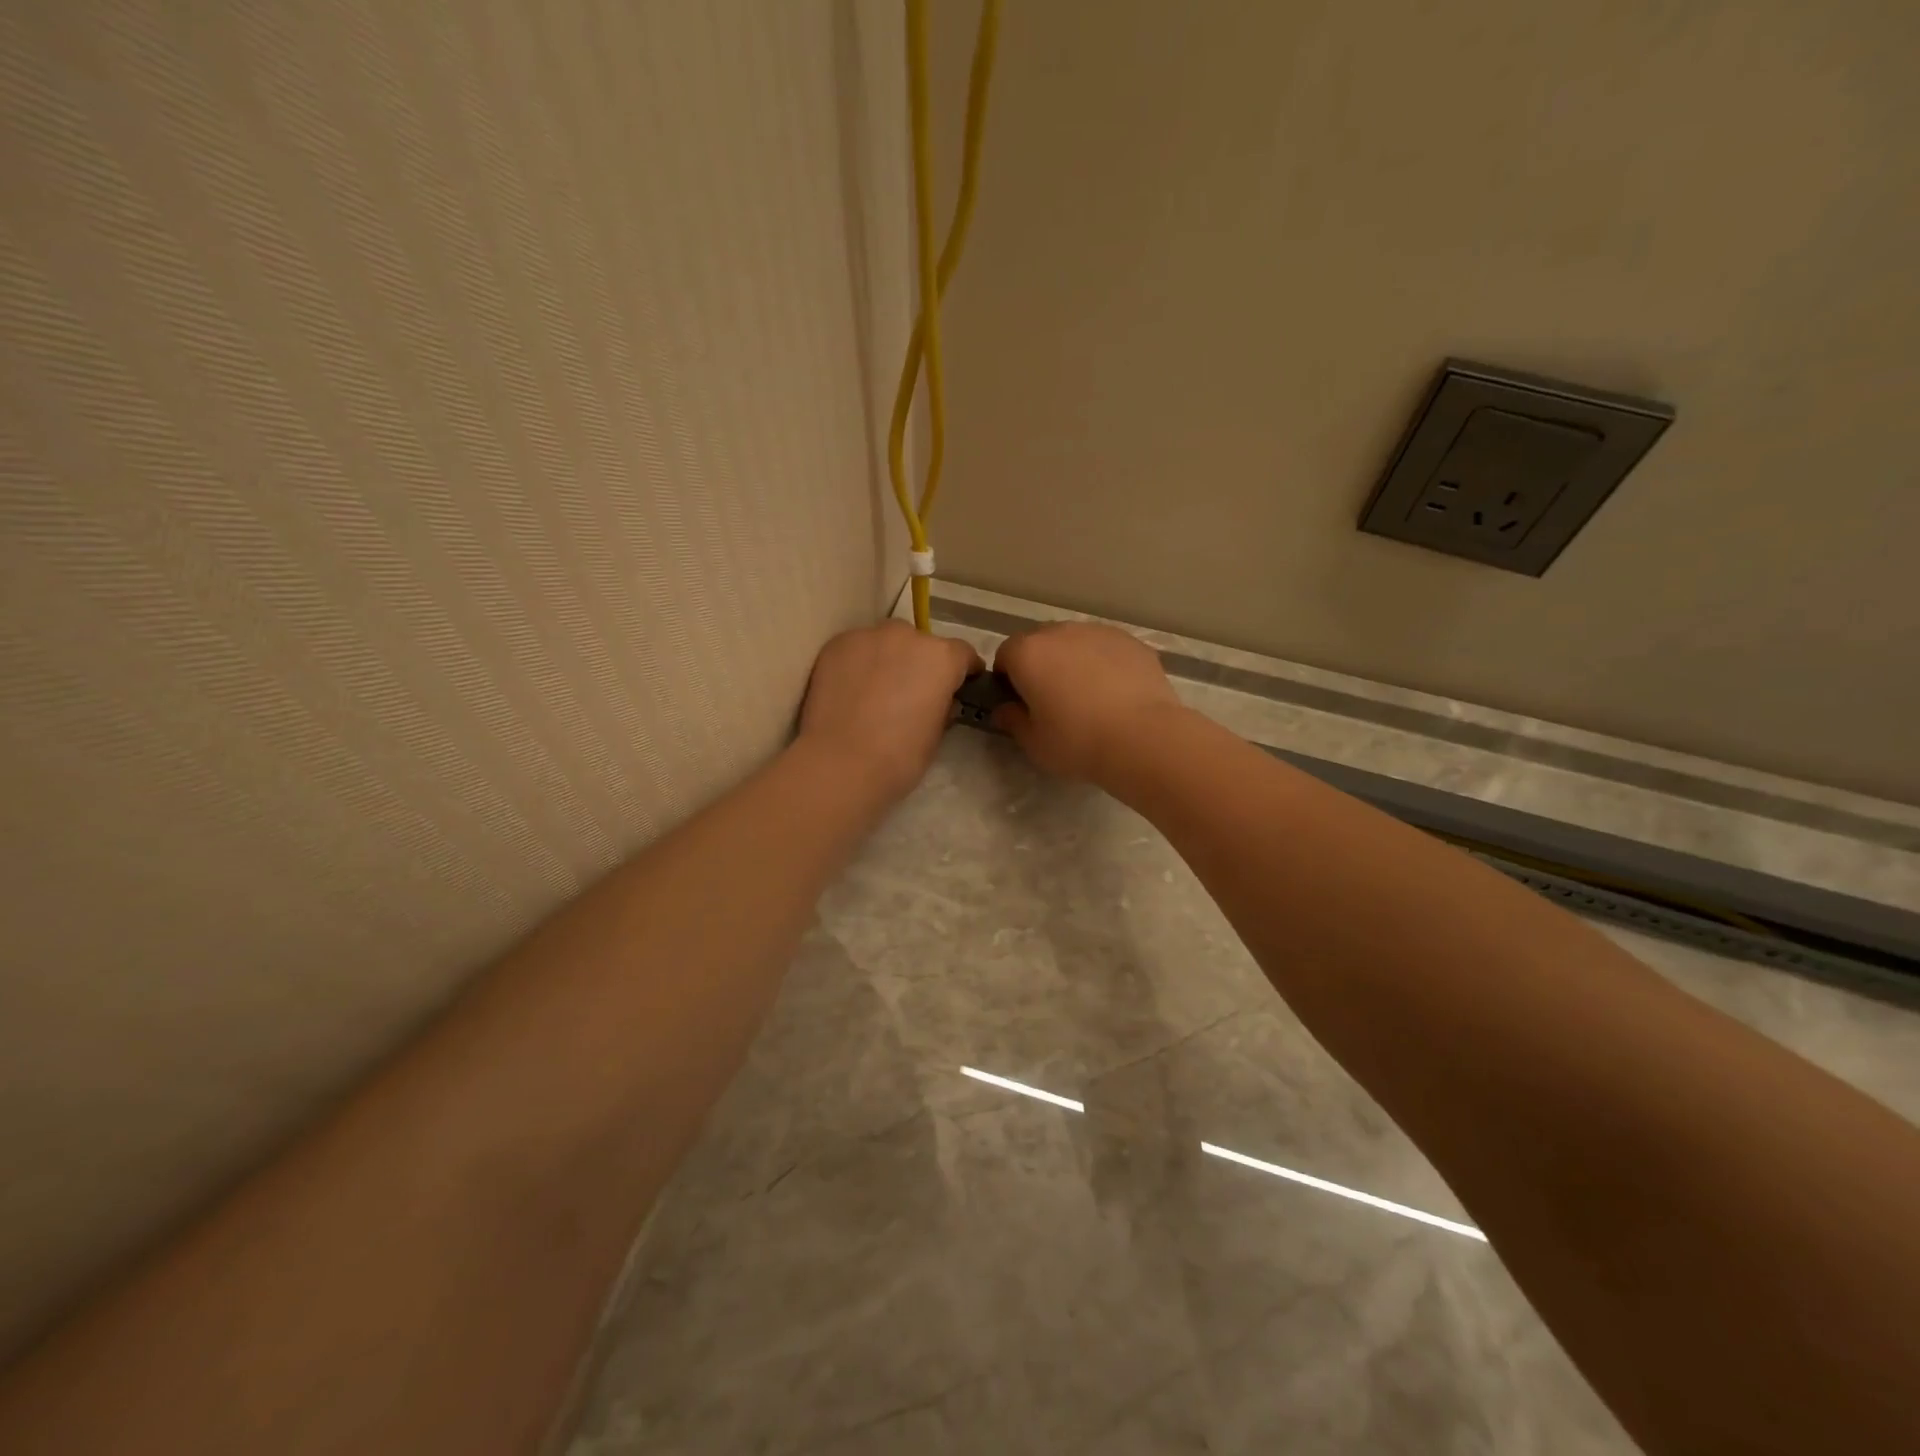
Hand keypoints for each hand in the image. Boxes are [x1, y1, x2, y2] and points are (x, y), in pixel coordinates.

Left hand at [799, 622, 980, 801]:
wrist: (840, 762)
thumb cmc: (899, 756)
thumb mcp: (936, 735)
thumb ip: (943, 707)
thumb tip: (940, 700)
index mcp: (941, 658)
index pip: (962, 654)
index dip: (963, 670)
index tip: (960, 685)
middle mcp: (908, 636)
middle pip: (921, 643)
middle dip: (920, 662)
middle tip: (911, 692)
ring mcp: (868, 636)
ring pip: (886, 642)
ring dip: (888, 658)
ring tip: (877, 689)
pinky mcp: (836, 644)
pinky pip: (856, 649)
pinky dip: (859, 663)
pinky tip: (851, 689)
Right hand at [992, 622, 1184, 783]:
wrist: (1143, 738)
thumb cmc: (1078, 742)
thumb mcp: (1034, 743)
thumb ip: (1012, 721)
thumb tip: (1004, 711)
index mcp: (1028, 653)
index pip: (1005, 654)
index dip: (1007, 678)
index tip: (1018, 702)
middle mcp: (1060, 632)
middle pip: (1040, 642)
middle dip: (1040, 664)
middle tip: (1051, 699)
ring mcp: (1099, 632)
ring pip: (1075, 642)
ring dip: (1072, 660)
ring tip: (1088, 696)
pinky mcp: (1131, 641)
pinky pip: (1106, 648)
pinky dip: (1104, 663)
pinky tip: (1116, 693)